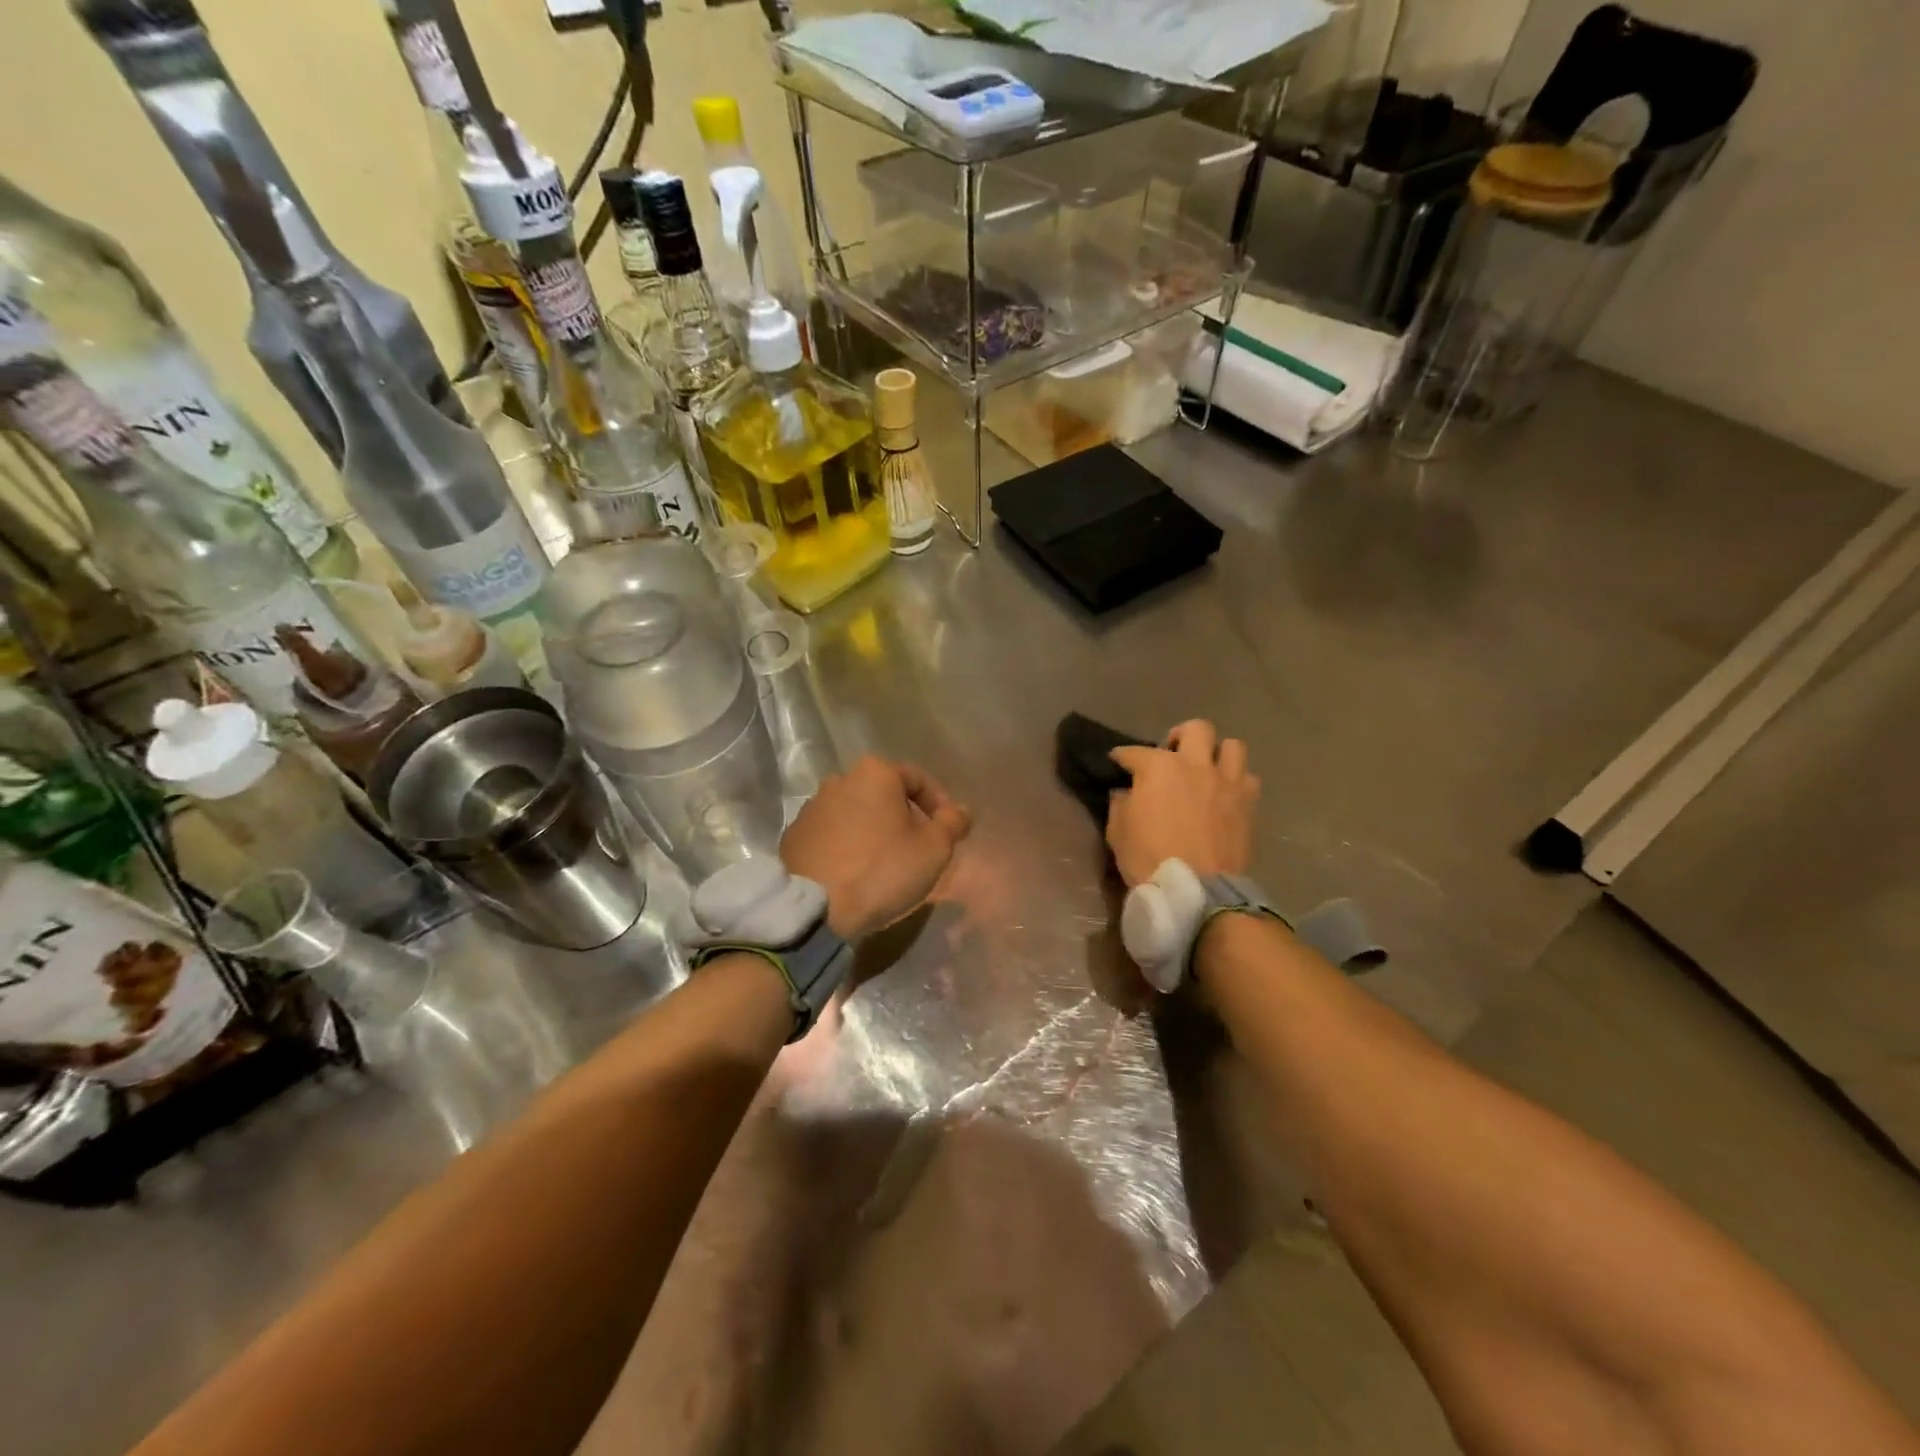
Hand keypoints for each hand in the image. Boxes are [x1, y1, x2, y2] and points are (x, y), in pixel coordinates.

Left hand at [780, 756, 971, 939]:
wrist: (814, 908)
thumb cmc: (882, 870)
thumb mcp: (934, 849)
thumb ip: (952, 823)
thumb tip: (961, 811)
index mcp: (875, 773)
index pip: (918, 779)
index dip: (939, 804)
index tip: (947, 831)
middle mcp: (839, 779)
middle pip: (883, 794)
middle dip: (903, 816)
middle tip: (917, 848)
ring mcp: (811, 807)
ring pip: (855, 813)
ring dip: (872, 830)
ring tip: (883, 863)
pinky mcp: (793, 835)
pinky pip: (830, 834)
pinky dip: (846, 846)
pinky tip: (853, 873)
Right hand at [1106, 719, 1258, 887]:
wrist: (1196, 890)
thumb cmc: (1149, 858)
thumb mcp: (1118, 831)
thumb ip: (1121, 803)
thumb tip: (1126, 792)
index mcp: (1159, 768)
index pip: (1134, 752)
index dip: (1123, 756)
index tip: (1118, 762)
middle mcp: (1195, 764)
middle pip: (1196, 729)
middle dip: (1181, 736)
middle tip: (1172, 754)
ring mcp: (1227, 782)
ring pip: (1232, 746)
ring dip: (1217, 753)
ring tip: (1207, 769)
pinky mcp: (1249, 803)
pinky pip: (1248, 778)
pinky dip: (1237, 781)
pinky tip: (1226, 794)